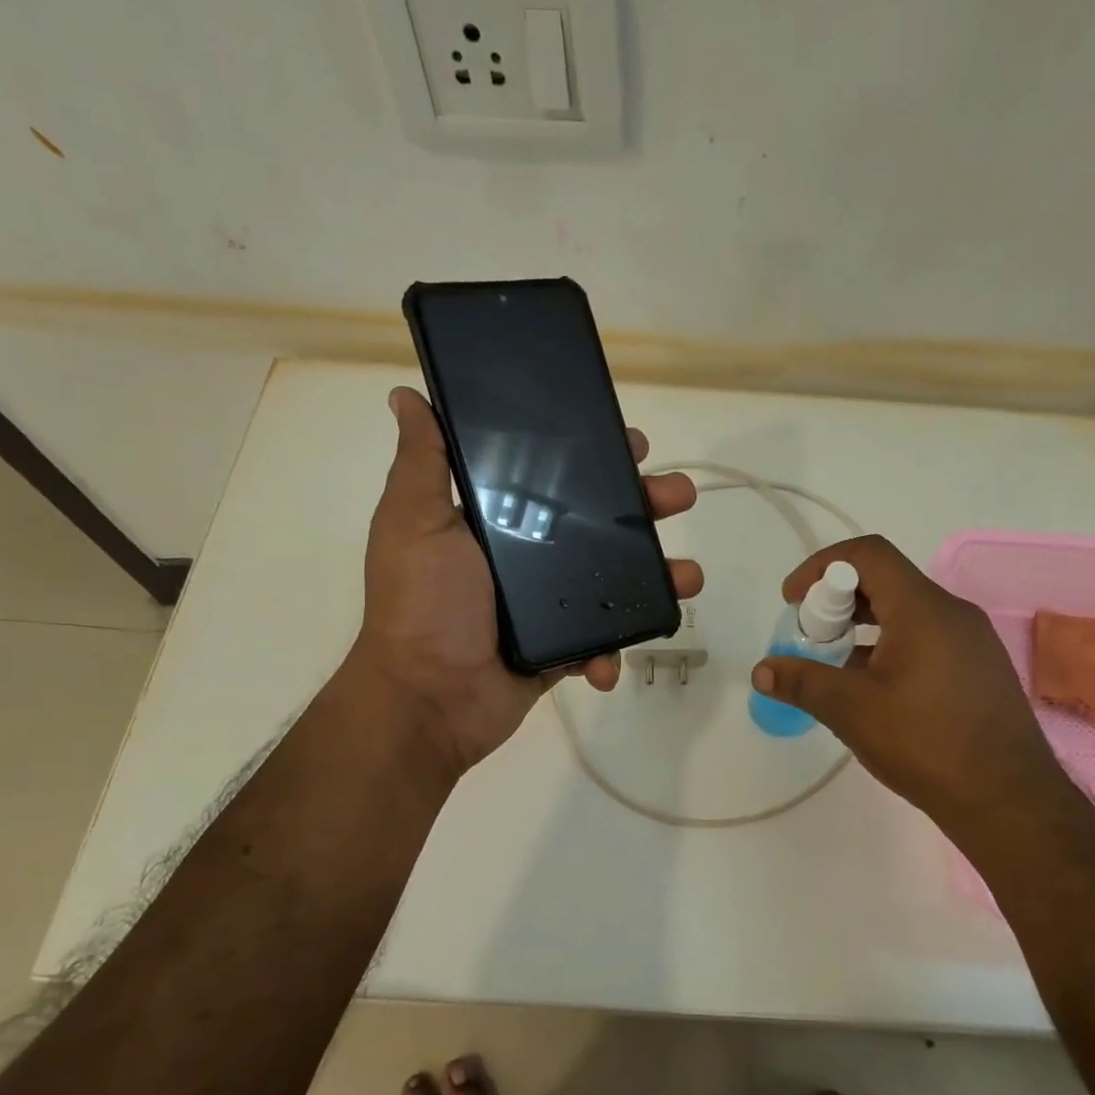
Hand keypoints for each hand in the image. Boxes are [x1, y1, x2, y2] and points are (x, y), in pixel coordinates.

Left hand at [351, 386, 702, 777]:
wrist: (428, 699)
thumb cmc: (423, 604)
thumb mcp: (414, 522)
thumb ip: (423, 462)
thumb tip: (406, 395)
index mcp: (497, 522)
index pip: (555, 478)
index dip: (595, 458)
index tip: (631, 444)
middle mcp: (526, 558)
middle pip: (598, 524)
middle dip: (645, 508)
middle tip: (680, 496)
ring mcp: (548, 606)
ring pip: (614, 581)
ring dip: (657, 578)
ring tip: (688, 578)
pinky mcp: (561, 649)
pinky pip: (601, 640)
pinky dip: (612, 650)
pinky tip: (608, 661)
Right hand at [751, 536, 1068, 827]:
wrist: (1009, 800)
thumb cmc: (926, 743)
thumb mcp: (852, 710)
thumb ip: (803, 682)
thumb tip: (762, 670)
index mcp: (923, 608)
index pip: (868, 554)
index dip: (821, 566)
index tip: (792, 600)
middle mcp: (953, 613)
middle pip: (886, 581)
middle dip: (837, 600)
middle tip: (809, 635)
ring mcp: (972, 641)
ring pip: (907, 612)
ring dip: (863, 626)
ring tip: (835, 664)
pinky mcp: (980, 669)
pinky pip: (927, 638)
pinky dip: (891, 646)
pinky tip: (874, 689)